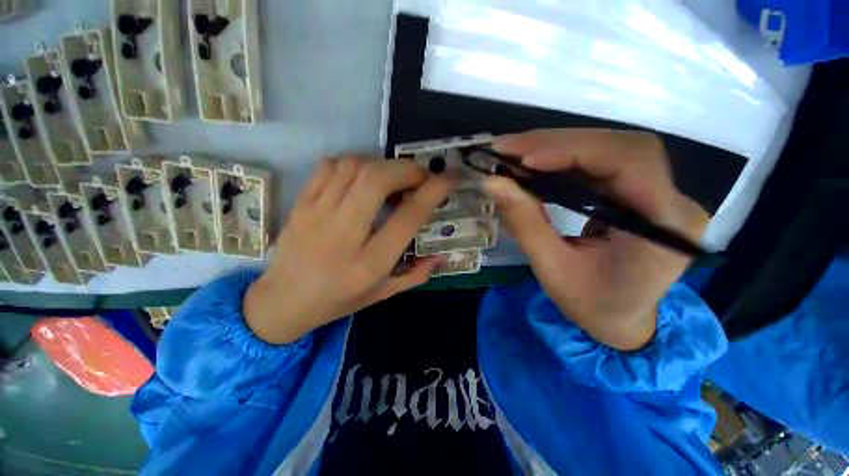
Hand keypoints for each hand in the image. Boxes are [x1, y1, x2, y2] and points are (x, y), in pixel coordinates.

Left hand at [245, 157, 456, 343]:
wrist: (282, 301)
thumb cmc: (337, 300)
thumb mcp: (383, 294)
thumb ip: (416, 274)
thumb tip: (441, 254)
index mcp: (370, 262)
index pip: (409, 216)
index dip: (435, 190)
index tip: (451, 177)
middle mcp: (344, 233)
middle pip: (377, 180)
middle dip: (407, 169)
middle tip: (420, 177)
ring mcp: (317, 213)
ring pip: (354, 166)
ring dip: (382, 164)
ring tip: (392, 178)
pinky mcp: (301, 203)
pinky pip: (330, 166)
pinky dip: (354, 164)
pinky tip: (361, 179)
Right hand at [483, 129, 708, 350]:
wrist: (621, 319)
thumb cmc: (591, 304)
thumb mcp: (552, 268)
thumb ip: (525, 222)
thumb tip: (493, 182)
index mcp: (664, 228)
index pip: (631, 163)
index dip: (575, 151)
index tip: (525, 159)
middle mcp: (672, 201)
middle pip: (620, 148)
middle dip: (558, 143)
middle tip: (508, 148)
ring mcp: (659, 193)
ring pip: (610, 149)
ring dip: (558, 147)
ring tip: (515, 153)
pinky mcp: (641, 192)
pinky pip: (602, 164)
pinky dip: (564, 159)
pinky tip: (536, 163)